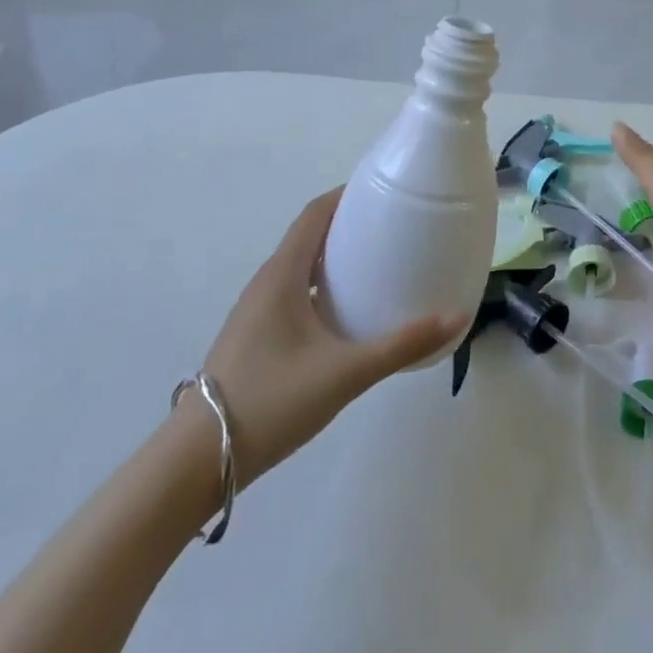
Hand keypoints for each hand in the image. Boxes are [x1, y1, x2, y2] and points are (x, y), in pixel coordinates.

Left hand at [196, 189, 466, 484]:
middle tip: (393, 228)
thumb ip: (401, 346)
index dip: (347, 194)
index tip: (384, 190)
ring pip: (301, 266)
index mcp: (282, 275)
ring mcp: (256, 311)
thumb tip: (455, 319)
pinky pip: (294, 292)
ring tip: (377, 264)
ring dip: (334, 256)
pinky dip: (322, 285)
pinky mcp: (255, 336)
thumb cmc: (271, 402)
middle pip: (309, 235)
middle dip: (349, 224)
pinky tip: (347, 313)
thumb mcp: (345, 373)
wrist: (197, 462)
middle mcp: (266, 283)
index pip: (315, 214)